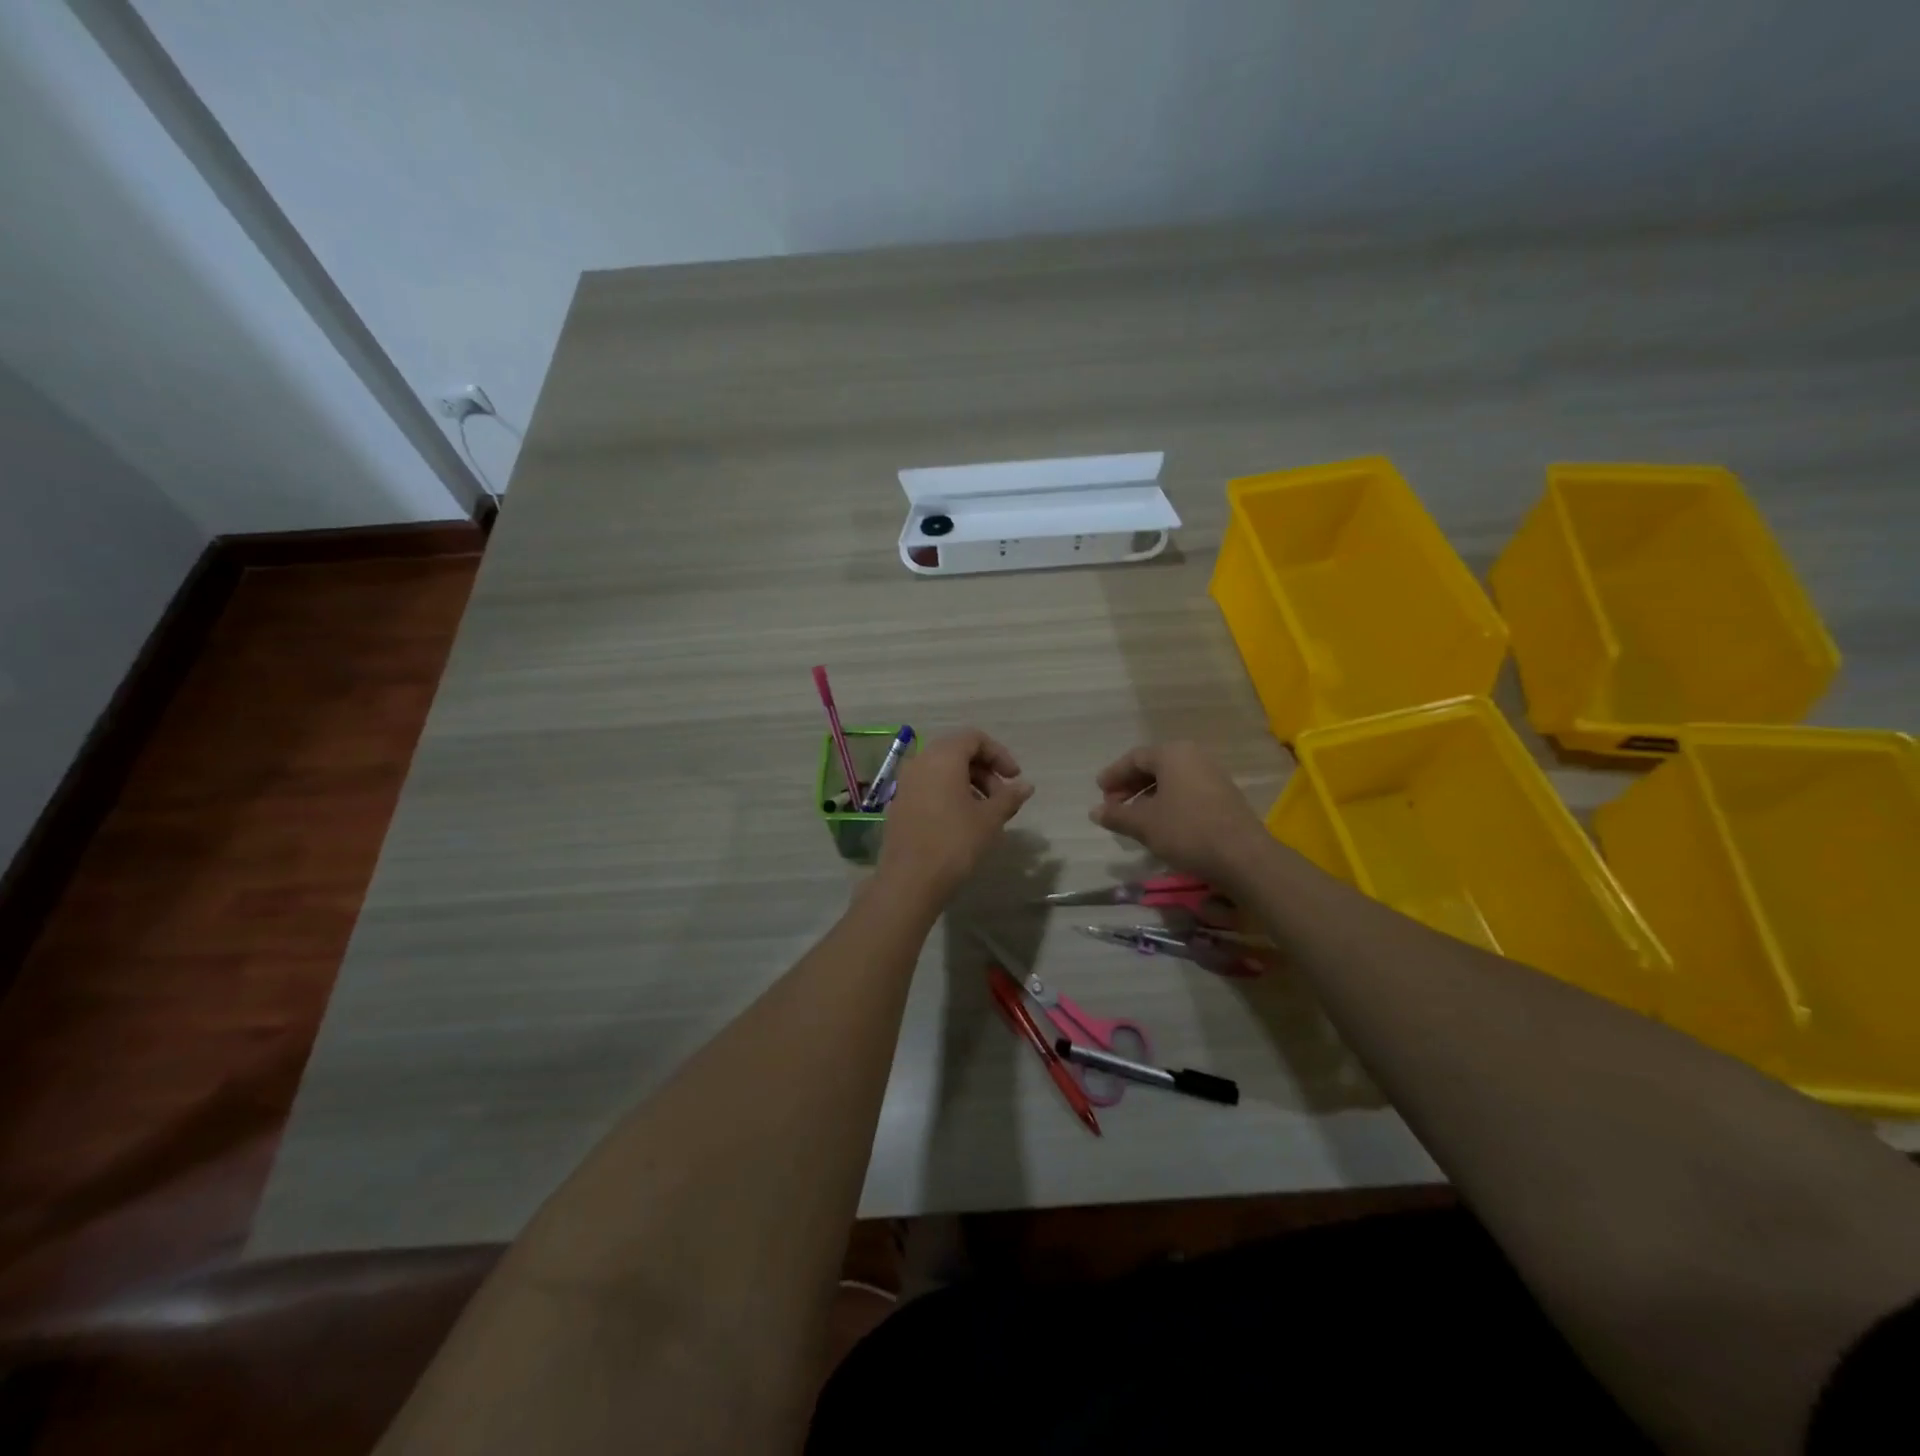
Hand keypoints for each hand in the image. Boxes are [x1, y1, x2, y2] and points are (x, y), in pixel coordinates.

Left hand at [877, 729, 1033, 901]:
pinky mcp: (899, 803)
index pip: (974, 738)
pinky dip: (949, 793)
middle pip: (957, 752)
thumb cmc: (955, 842)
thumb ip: (1009, 797)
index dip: (999, 754)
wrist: (910, 880)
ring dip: (968, 783)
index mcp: (943, 757)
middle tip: (1003, 798)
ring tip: (986, 812)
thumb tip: (1026, 785)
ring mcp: (905, 783)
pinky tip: (963, 821)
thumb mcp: (990, 819)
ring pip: (942, 770)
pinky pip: (929, 786)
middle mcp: (920, 762)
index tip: (1014, 778)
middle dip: (984, 770)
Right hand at [1089, 742, 1272, 889]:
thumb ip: (1117, 815)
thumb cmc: (1186, 831)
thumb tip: (1095, 811)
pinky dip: (1168, 803)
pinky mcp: (1224, 797)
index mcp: (1173, 754)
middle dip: (1130, 786)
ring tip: (1134, 818)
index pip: (1134, 758)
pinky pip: (1187, 792)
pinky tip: (1160, 824)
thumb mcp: (1144, 824)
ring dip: (1148, 797)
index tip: (1099, 793)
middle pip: (1154, 767)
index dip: (1113, 775)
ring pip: (1171, 781)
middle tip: (1113, 806)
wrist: (1242, 857)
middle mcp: (1194, 757)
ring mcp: (1212, 776)